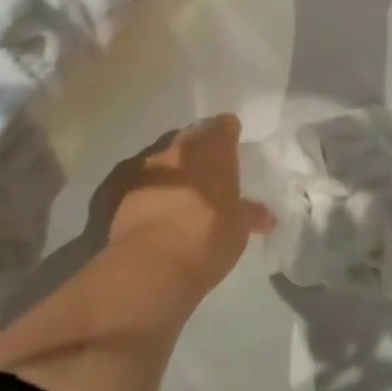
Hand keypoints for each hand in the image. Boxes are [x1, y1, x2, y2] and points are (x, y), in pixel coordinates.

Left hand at [102, 114, 274, 297]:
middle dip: (201, 145)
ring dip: (176, 168)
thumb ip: (250, 214)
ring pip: (166, 158)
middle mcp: (180, 151)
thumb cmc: (208, 236)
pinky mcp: (124, 192)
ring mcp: (149, 169)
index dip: (229, 130)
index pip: (224, 127)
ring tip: (186, 187)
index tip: (233, 137)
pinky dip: (157, 188)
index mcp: (213, 151)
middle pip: (192, 137)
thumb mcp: (238, 228)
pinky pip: (147, 182)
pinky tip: (162, 205)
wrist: (151, 263)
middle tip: (210, 161)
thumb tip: (267, 217)